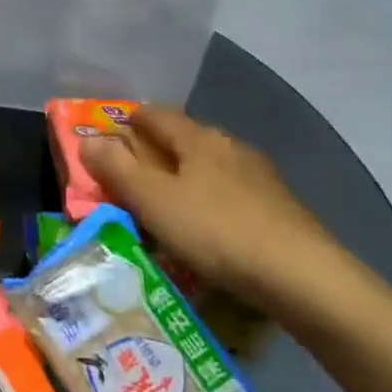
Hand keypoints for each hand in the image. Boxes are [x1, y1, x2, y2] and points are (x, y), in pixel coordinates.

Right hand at [77, 108, 334, 297]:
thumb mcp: (153, 201)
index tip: (109, 134)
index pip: (156, 114)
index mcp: (198, 137)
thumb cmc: (215, 230)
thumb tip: (88, 140)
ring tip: (164, 206)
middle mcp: (229, 146)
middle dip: (154, 152)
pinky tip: (205, 229)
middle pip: (183, 139)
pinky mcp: (278, 208)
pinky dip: (207, 202)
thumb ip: (117, 169)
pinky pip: (229, 194)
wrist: (302, 277)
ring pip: (207, 167)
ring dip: (183, 179)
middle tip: (129, 175)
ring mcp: (259, 176)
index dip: (129, 120)